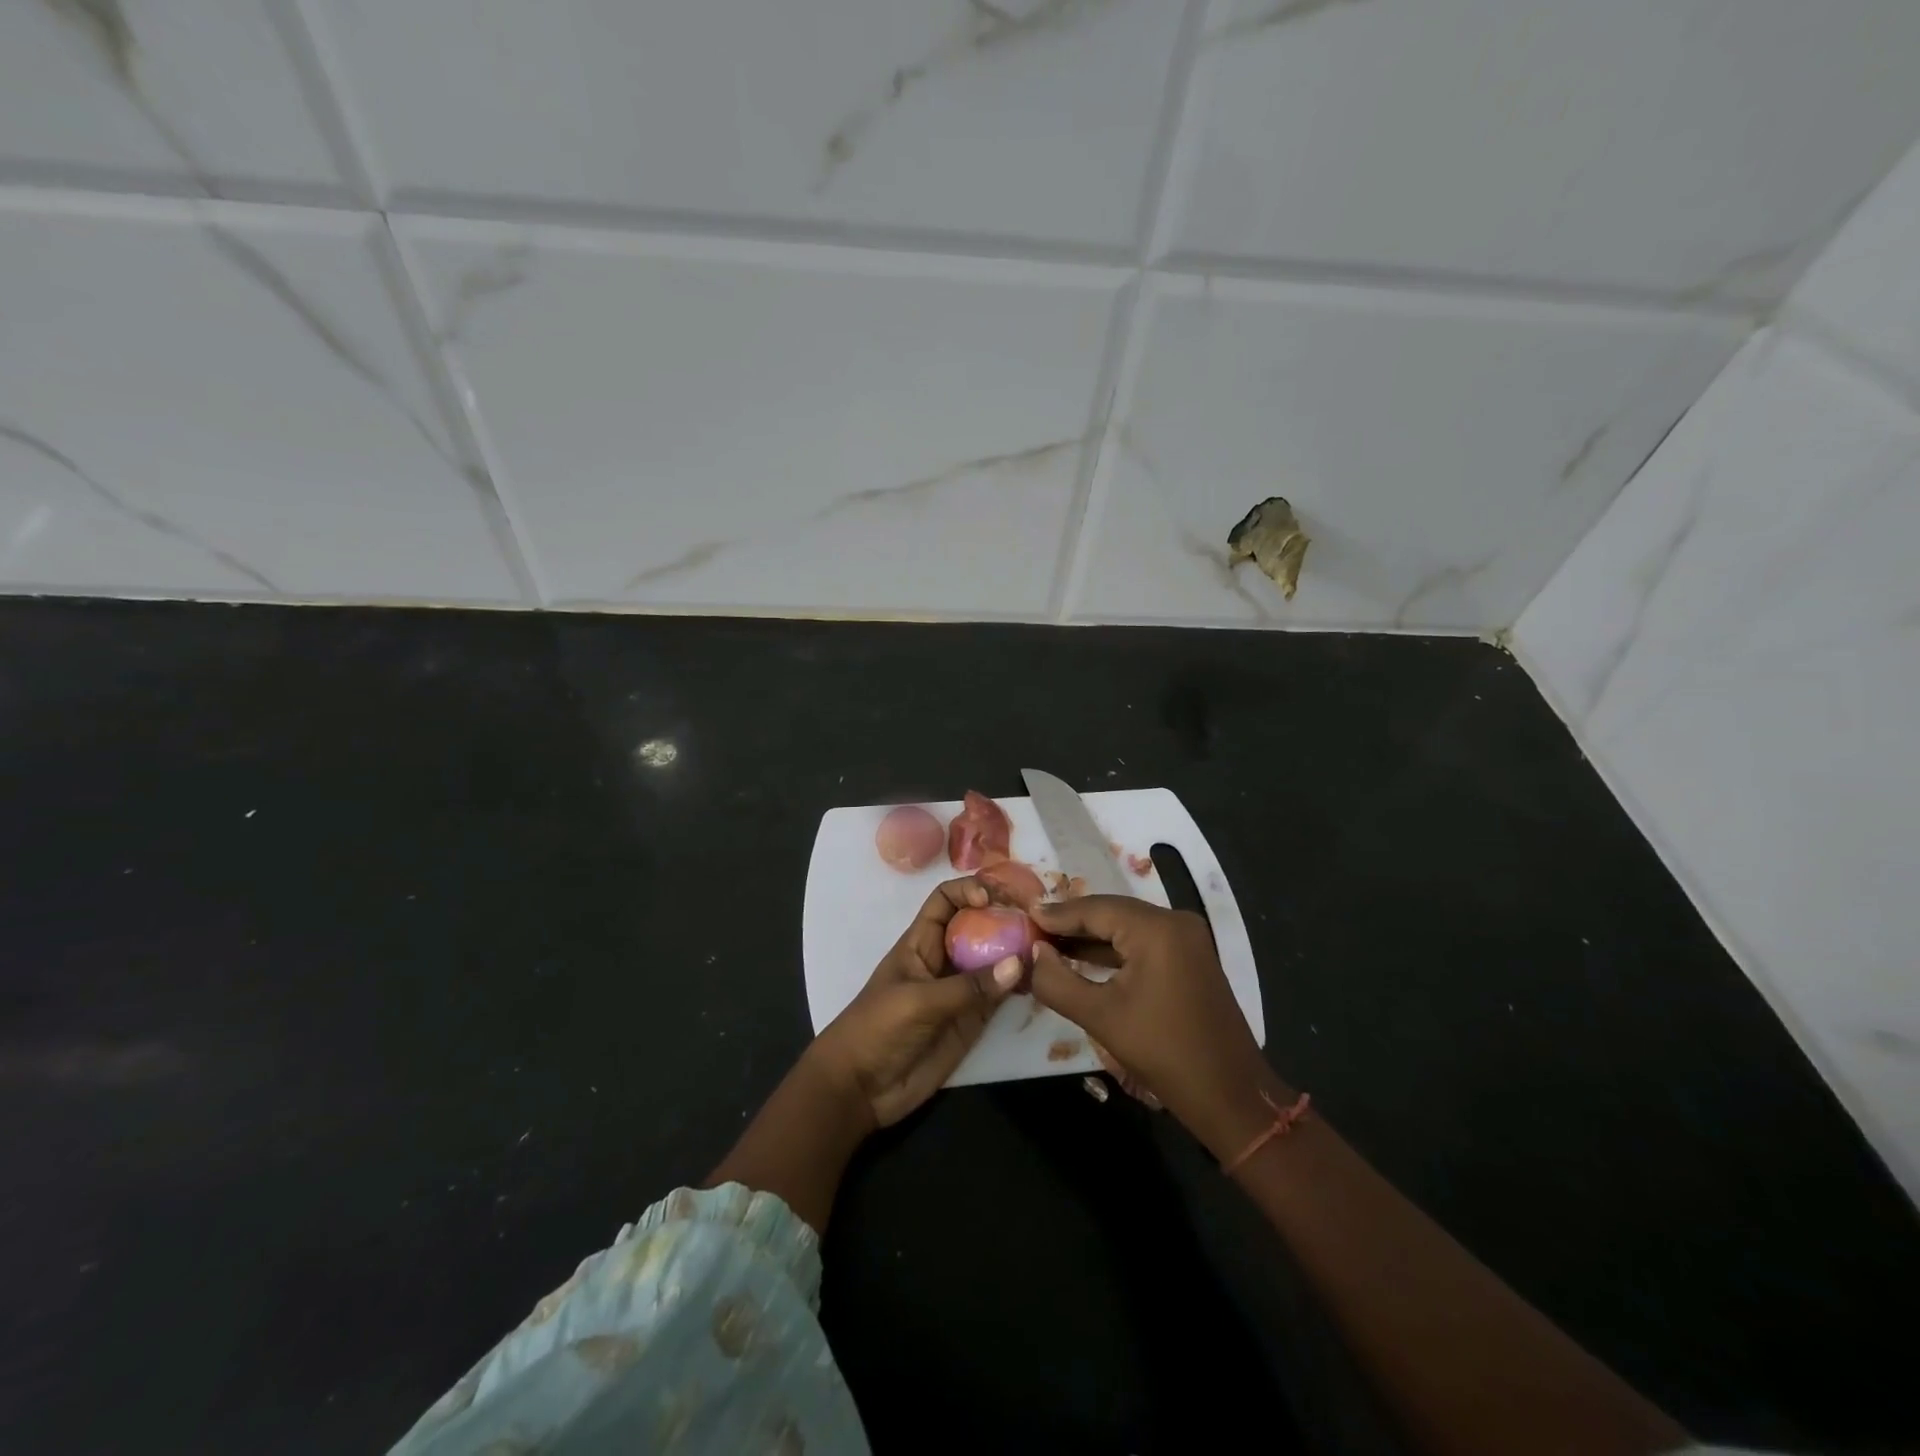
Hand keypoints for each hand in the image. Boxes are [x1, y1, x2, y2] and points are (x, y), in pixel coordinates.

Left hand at [810, 877, 1021, 1131]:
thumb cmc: (876, 1029)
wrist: (861, 1089)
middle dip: (1004, 916)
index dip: (968, 890)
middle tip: (1038, 917)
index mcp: (921, 942)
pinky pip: (1001, 994)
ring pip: (994, 958)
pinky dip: (1021, 985)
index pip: (946, 900)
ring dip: (1018, 950)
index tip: (993, 899)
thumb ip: (968, 987)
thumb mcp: (918, 1002)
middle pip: (978, 924)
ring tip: (1049, 946)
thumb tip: (1019, 964)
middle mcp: (945, 958)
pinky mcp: (973, 1018)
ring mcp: (961, 988)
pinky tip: (1041, 981)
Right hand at [1029, 896, 1286, 1159]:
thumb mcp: (1099, 1016)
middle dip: (1071, 923)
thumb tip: (1033, 953)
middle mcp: (1174, 921)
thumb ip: (1057, 980)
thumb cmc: (1163, 1053)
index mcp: (1156, 928)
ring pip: (1126, 927)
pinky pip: (1142, 943)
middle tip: (1030, 930)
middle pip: (1111, 912)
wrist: (1230, 1096)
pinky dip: (1113, 950)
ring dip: (1090, 937)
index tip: (1022, 916)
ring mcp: (1187, 939)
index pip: (1094, 908)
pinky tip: (1083, 958)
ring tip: (1048, 944)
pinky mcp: (1190, 958)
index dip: (1056, 914)